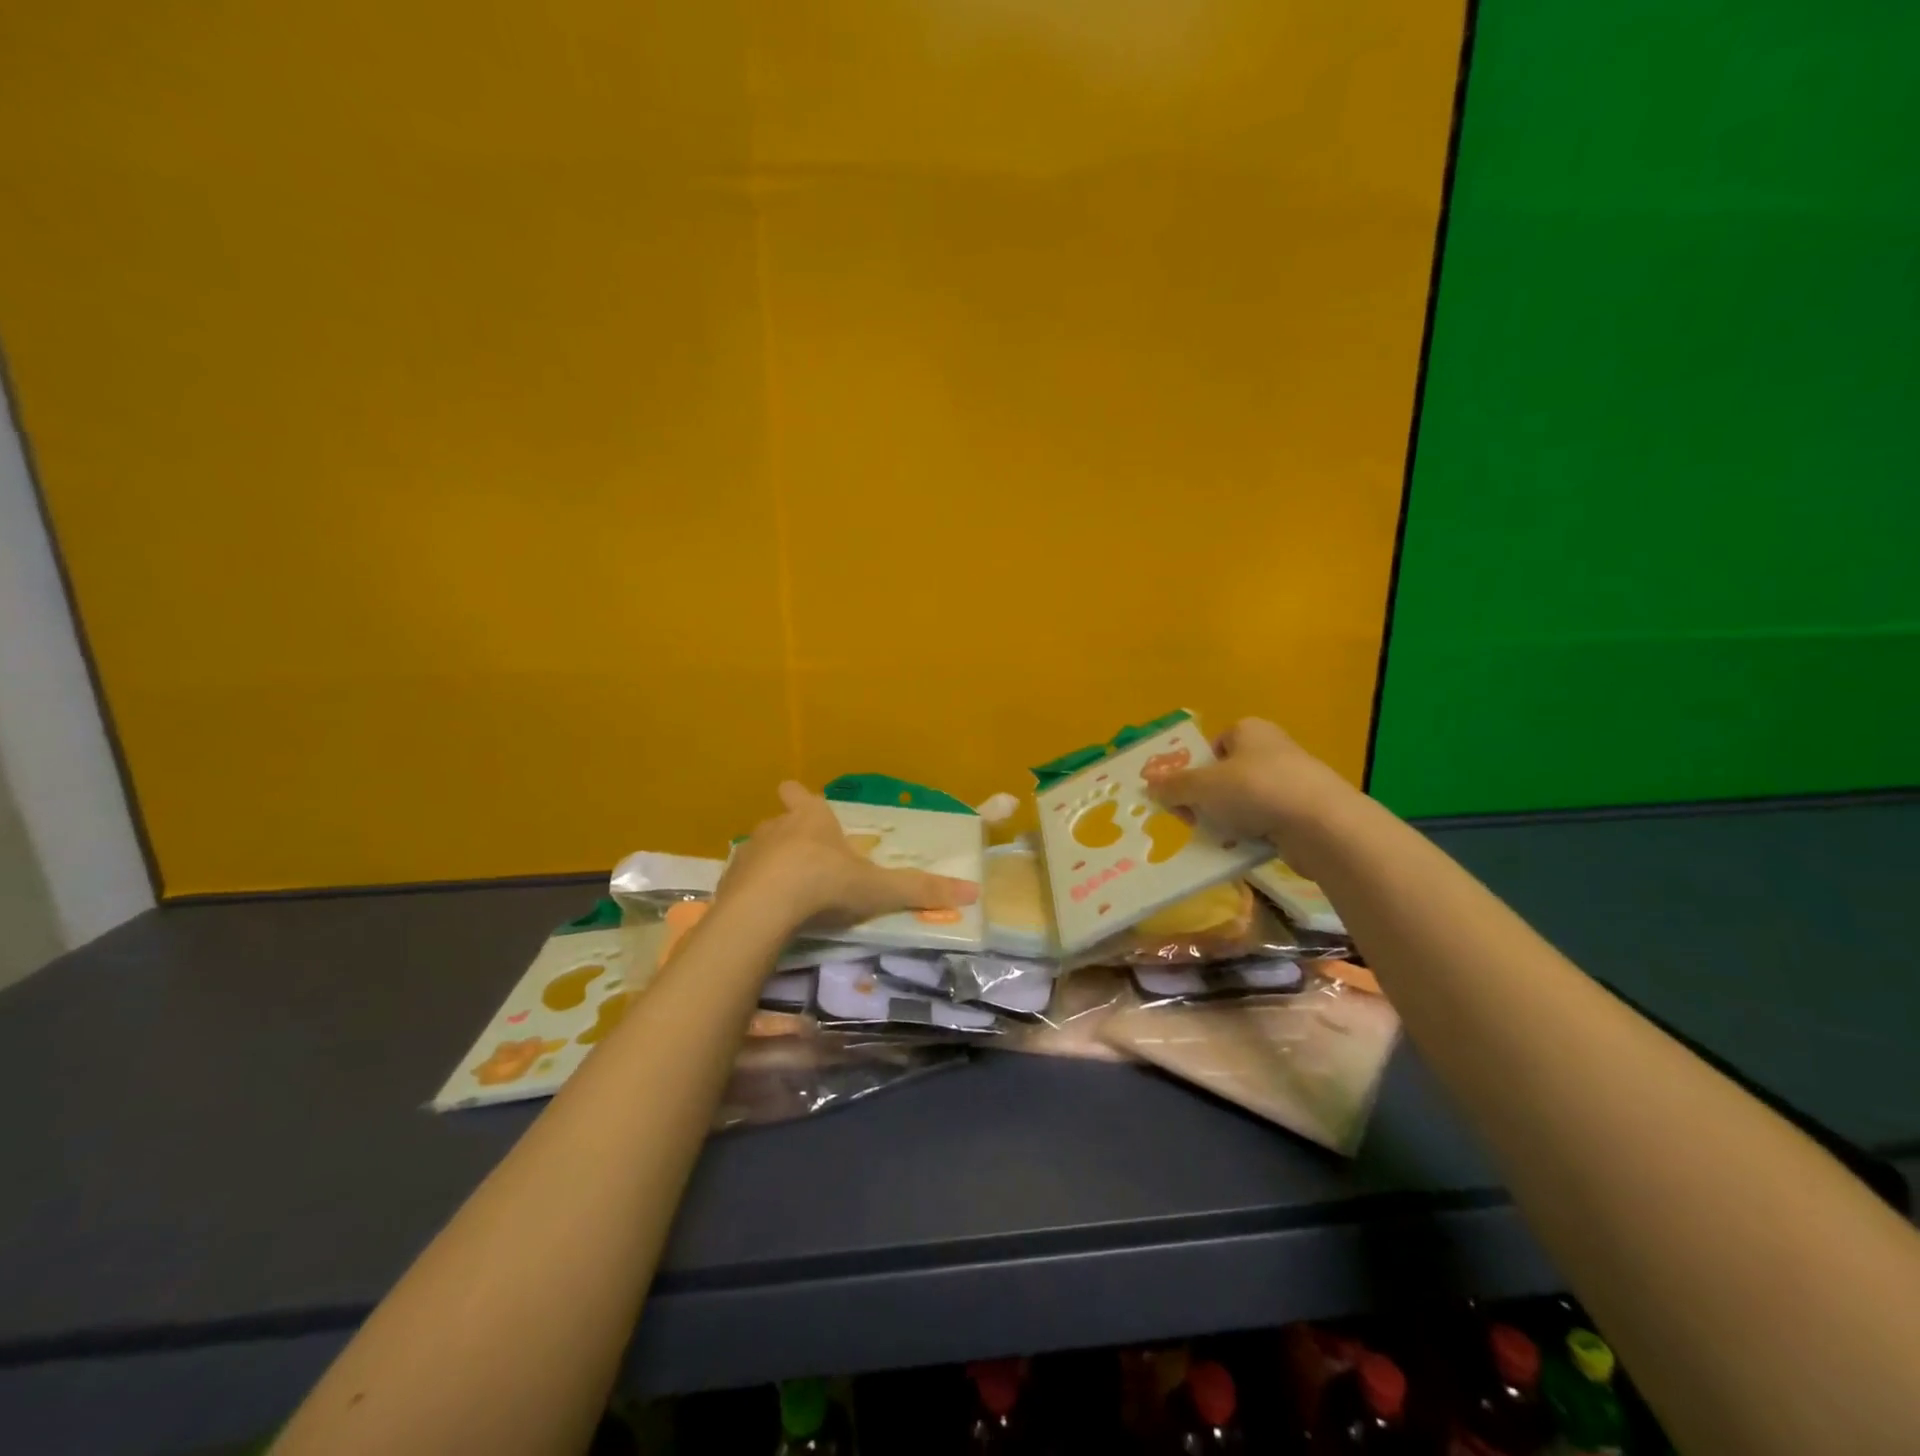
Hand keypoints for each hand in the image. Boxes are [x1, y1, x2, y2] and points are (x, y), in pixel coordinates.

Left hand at [721, 782, 979, 931]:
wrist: (766, 908)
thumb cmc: (826, 884)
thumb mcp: (878, 889)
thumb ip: (920, 890)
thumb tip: (973, 894)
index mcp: (812, 818)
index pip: (801, 795)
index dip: (802, 799)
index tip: (804, 806)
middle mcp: (776, 826)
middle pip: (780, 822)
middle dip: (792, 838)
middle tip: (808, 864)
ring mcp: (748, 852)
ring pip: (760, 851)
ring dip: (770, 866)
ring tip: (786, 894)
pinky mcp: (727, 881)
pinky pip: (741, 881)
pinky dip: (752, 894)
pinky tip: (763, 914)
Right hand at [1144, 718, 1352, 851]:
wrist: (1321, 825)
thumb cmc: (1256, 790)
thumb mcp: (1203, 786)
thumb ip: (1174, 786)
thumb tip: (1150, 786)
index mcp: (1249, 730)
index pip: (1212, 746)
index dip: (1194, 769)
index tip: (1182, 794)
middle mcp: (1271, 749)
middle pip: (1224, 776)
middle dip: (1206, 799)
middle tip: (1193, 819)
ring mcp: (1291, 781)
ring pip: (1243, 802)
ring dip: (1226, 820)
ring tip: (1217, 837)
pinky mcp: (1303, 812)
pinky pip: (1264, 822)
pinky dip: (1250, 834)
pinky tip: (1242, 848)